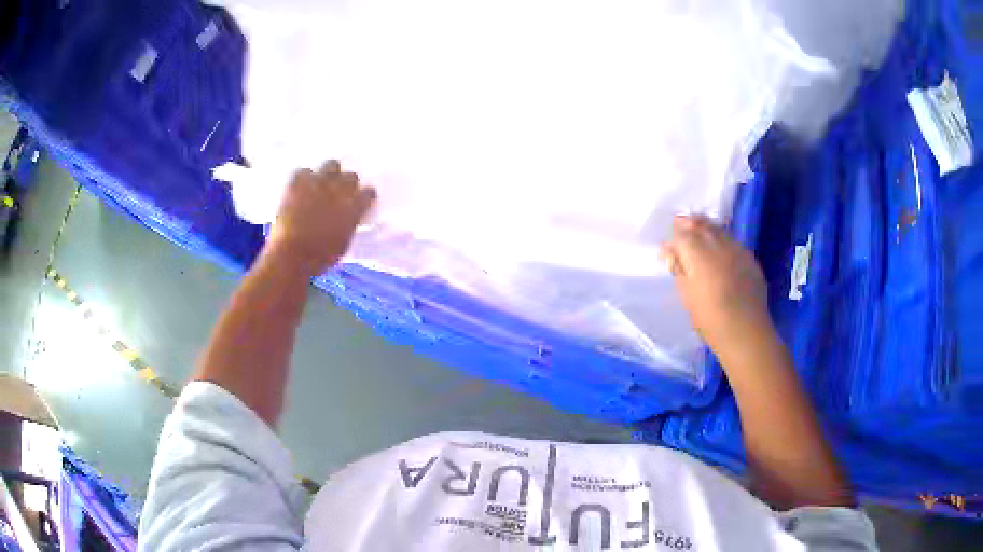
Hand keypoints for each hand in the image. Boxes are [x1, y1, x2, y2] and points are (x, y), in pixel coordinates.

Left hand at [265, 160, 375, 276]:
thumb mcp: (344, 242)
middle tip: (339, 194)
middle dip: (346, 184)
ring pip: (331, 164)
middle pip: (351, 176)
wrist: (292, 255)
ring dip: (328, 174)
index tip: (359, 204)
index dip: (363, 198)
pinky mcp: (298, 181)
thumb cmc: (321, 257)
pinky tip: (300, 188)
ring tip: (321, 185)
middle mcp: (340, 188)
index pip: (369, 192)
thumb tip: (349, 218)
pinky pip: (304, 171)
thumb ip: (349, 223)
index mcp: (355, 206)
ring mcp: (319, 182)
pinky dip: (303, 178)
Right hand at [661, 215, 771, 353]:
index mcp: (697, 253)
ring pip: (718, 229)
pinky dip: (722, 240)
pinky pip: (732, 241)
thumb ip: (678, 269)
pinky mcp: (749, 258)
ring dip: (706, 228)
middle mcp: (717, 244)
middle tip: (680, 225)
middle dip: (689, 223)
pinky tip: (720, 249)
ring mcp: (736, 249)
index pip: (681, 234)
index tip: (667, 247)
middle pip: (700, 225)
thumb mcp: (686, 296)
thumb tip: (670, 252)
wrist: (745, 331)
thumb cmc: (709, 318)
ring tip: (699, 232)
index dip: (673, 236)